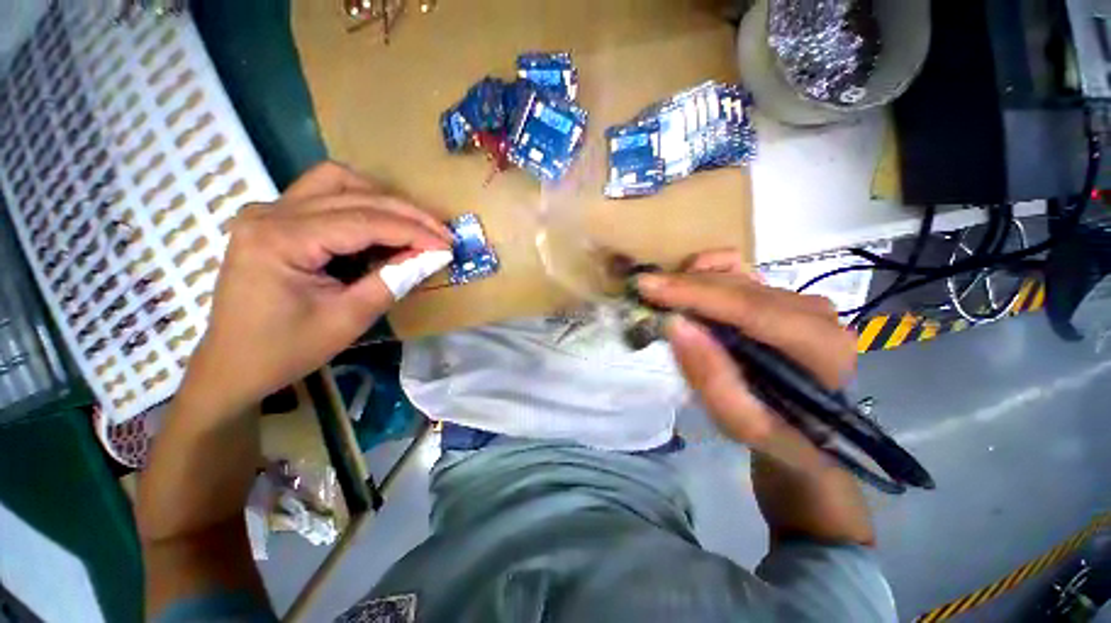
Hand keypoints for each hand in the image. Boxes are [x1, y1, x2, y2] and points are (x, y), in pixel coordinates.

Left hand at [181, 162, 452, 412]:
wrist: (233, 365)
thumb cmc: (287, 349)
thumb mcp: (349, 318)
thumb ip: (393, 280)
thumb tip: (432, 256)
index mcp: (280, 239)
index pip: (364, 221)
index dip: (414, 230)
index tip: (448, 244)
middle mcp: (270, 212)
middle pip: (353, 193)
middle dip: (406, 213)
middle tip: (441, 234)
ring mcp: (268, 212)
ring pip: (337, 182)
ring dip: (382, 201)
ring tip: (413, 227)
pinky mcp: (274, 220)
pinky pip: (324, 196)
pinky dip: (361, 207)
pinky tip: (381, 230)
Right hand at [638, 249, 856, 448]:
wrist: (806, 427)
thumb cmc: (777, 432)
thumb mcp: (742, 422)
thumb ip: (711, 377)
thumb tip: (674, 324)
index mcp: (820, 347)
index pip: (750, 308)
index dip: (694, 294)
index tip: (646, 287)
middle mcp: (814, 312)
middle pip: (737, 286)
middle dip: (683, 286)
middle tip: (641, 291)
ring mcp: (797, 297)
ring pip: (734, 273)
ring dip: (690, 281)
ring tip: (660, 296)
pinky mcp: (778, 293)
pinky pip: (737, 267)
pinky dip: (706, 270)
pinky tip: (686, 283)